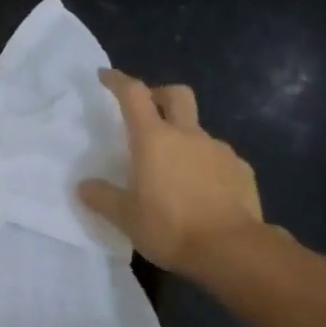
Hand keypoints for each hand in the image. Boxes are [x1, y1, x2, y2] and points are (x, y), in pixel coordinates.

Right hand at [78, 68, 267, 278]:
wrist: (232, 250)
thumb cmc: (170, 228)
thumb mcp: (125, 218)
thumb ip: (102, 197)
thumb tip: (84, 186)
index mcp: (154, 139)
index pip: (133, 94)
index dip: (118, 81)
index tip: (105, 76)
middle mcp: (188, 135)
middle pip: (176, 94)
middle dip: (159, 95)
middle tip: (148, 112)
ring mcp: (219, 150)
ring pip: (198, 131)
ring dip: (184, 139)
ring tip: (174, 171)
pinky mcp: (241, 170)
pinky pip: (218, 158)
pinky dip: (206, 165)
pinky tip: (202, 191)